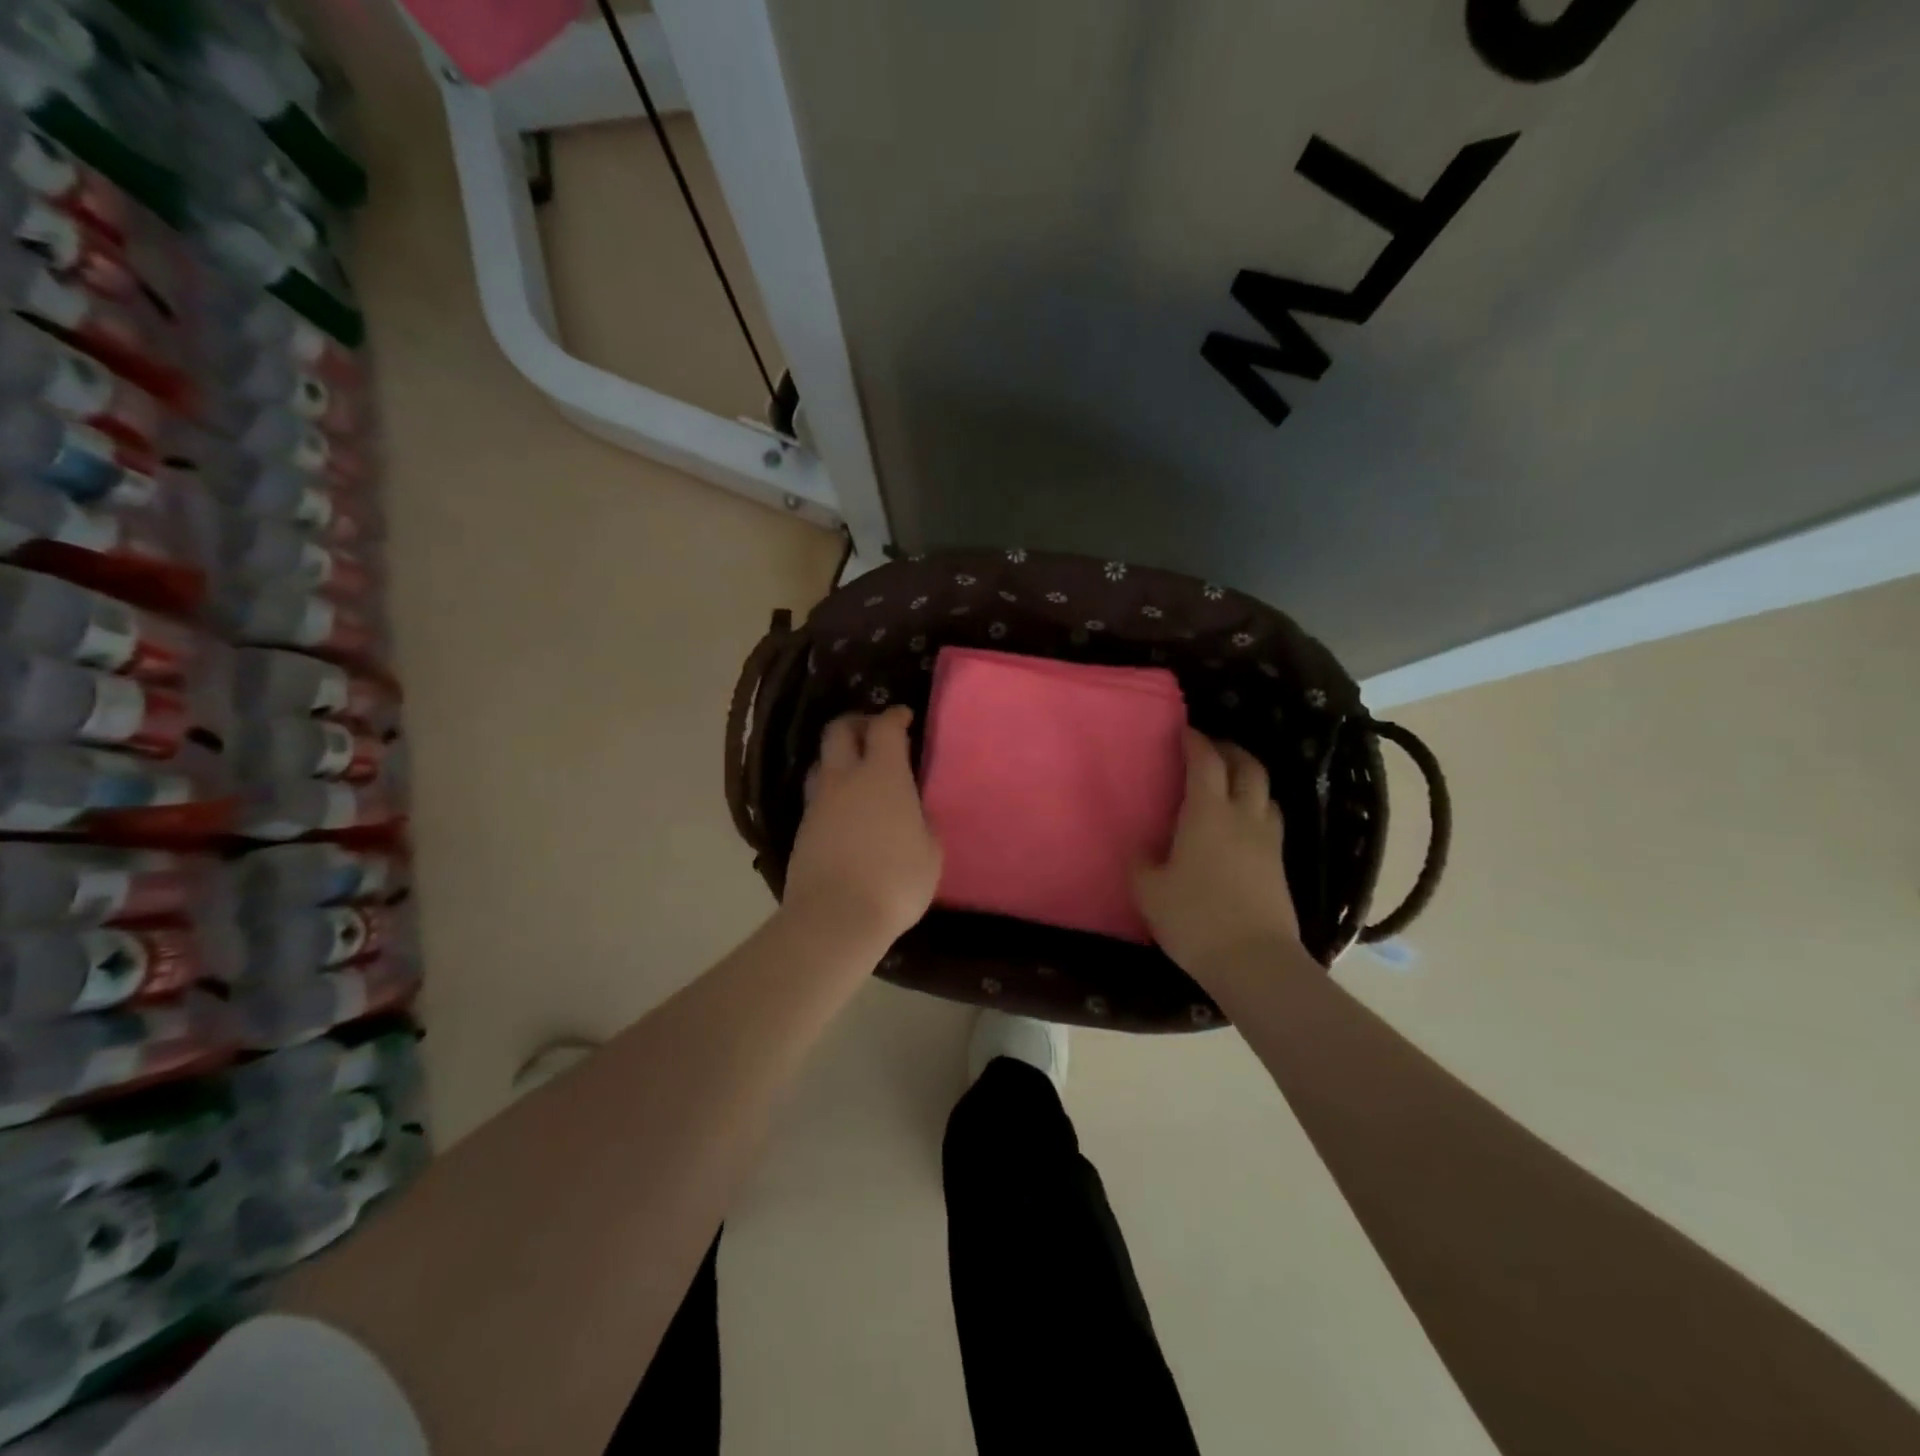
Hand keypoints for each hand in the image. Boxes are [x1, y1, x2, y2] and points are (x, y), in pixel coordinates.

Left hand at [781, 707, 942, 954]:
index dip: (894, 716)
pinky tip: (846, 811)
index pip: (884, 728)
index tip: (904, 717)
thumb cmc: (895, 880)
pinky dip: (832, 793)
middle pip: (838, 731)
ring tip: (857, 773)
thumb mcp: (930, 852)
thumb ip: (923, 824)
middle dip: (857, 723)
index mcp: (882, 774)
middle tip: (874, 733)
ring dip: (838, 758)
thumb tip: (914, 815)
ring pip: (822, 763)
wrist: (835, 917)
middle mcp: (844, 778)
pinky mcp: (802, 830)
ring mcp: (818, 804)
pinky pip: (817, 797)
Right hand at [1135, 731, 1303, 981]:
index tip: (1183, 731)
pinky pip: (1271, 820)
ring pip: (1266, 793)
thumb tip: (1140, 846)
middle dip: (1230, 750)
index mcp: (1208, 814)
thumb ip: (1141, 862)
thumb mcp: (1149, 891)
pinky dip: (1257, 808)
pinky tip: (1242, 825)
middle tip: (1210, 749)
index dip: (1195, 741)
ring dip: (1249, 779)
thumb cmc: (1194, 919)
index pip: (1206, 762)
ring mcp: (1268, 840)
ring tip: (1229, 784)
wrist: (1254, 961)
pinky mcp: (1280, 865)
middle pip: (1248, 767)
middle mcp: (1243, 816)